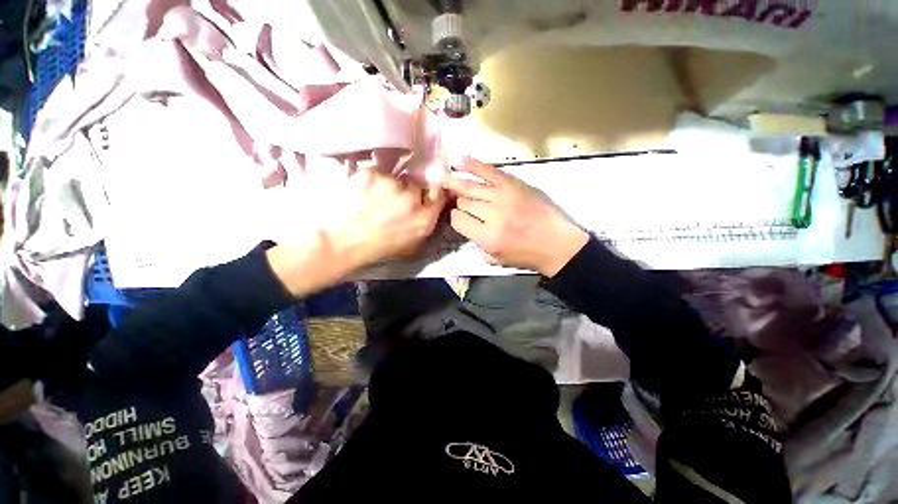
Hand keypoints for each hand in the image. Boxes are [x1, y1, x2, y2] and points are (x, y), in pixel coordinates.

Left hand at [269, 168, 445, 296]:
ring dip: (389, 187)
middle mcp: (411, 198)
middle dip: (408, 192)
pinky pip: (377, 174)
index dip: (432, 193)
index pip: (439, 193)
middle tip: (392, 203)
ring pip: (396, 179)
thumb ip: (425, 224)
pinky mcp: (370, 174)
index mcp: (424, 219)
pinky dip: (371, 182)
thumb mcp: (411, 245)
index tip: (424, 196)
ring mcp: (390, 184)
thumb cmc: (376, 249)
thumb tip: (432, 207)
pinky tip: (361, 195)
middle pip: (417, 185)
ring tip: (373, 200)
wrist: (339, 243)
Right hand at [444, 158, 587, 276]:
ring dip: (456, 183)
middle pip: (464, 201)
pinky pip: (489, 171)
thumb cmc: (527, 255)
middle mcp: (491, 214)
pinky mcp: (514, 184)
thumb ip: (477, 244)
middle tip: (458, 201)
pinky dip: (473, 165)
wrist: (558, 243)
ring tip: (444, 178)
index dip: (456, 218)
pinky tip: (459, 161)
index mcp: (486, 236)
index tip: (461, 218)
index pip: (458, 219)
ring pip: (471, 186)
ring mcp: (502, 196)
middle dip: (459, 202)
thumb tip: (467, 225)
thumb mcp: (496, 259)